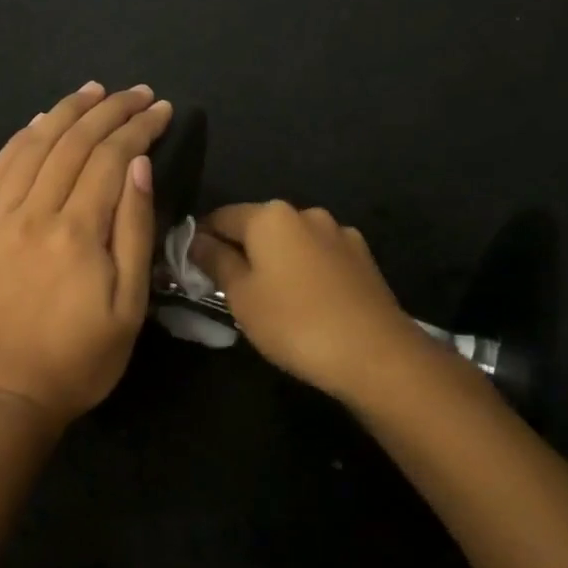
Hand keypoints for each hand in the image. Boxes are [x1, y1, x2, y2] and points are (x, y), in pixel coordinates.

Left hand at [0, 83, 172, 427]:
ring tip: (92, 92)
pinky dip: (20, 140)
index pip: (111, 160)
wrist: (4, 396)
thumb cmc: (79, 361)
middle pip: (72, 144)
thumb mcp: (129, 308)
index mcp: (76, 234)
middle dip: (109, 111)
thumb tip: (139, 167)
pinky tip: (39, 122)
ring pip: (31, 147)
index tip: (160, 110)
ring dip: (64, 113)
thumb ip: (134, 232)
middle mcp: (31, 215)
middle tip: (135, 93)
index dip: (139, 129)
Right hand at [190, 202, 411, 400]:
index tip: (192, 268)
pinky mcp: (362, 258)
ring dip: (275, 261)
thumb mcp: (241, 296)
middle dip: (240, 250)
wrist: (375, 354)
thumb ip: (215, 261)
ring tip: (270, 299)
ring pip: (291, 242)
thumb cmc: (294, 322)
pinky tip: (305, 302)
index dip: (201, 240)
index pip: (220, 217)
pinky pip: (318, 257)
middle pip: (258, 226)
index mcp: (270, 216)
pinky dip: (304, 271)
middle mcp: (306, 213)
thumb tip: (196, 240)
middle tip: (228, 289)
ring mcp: (339, 234)